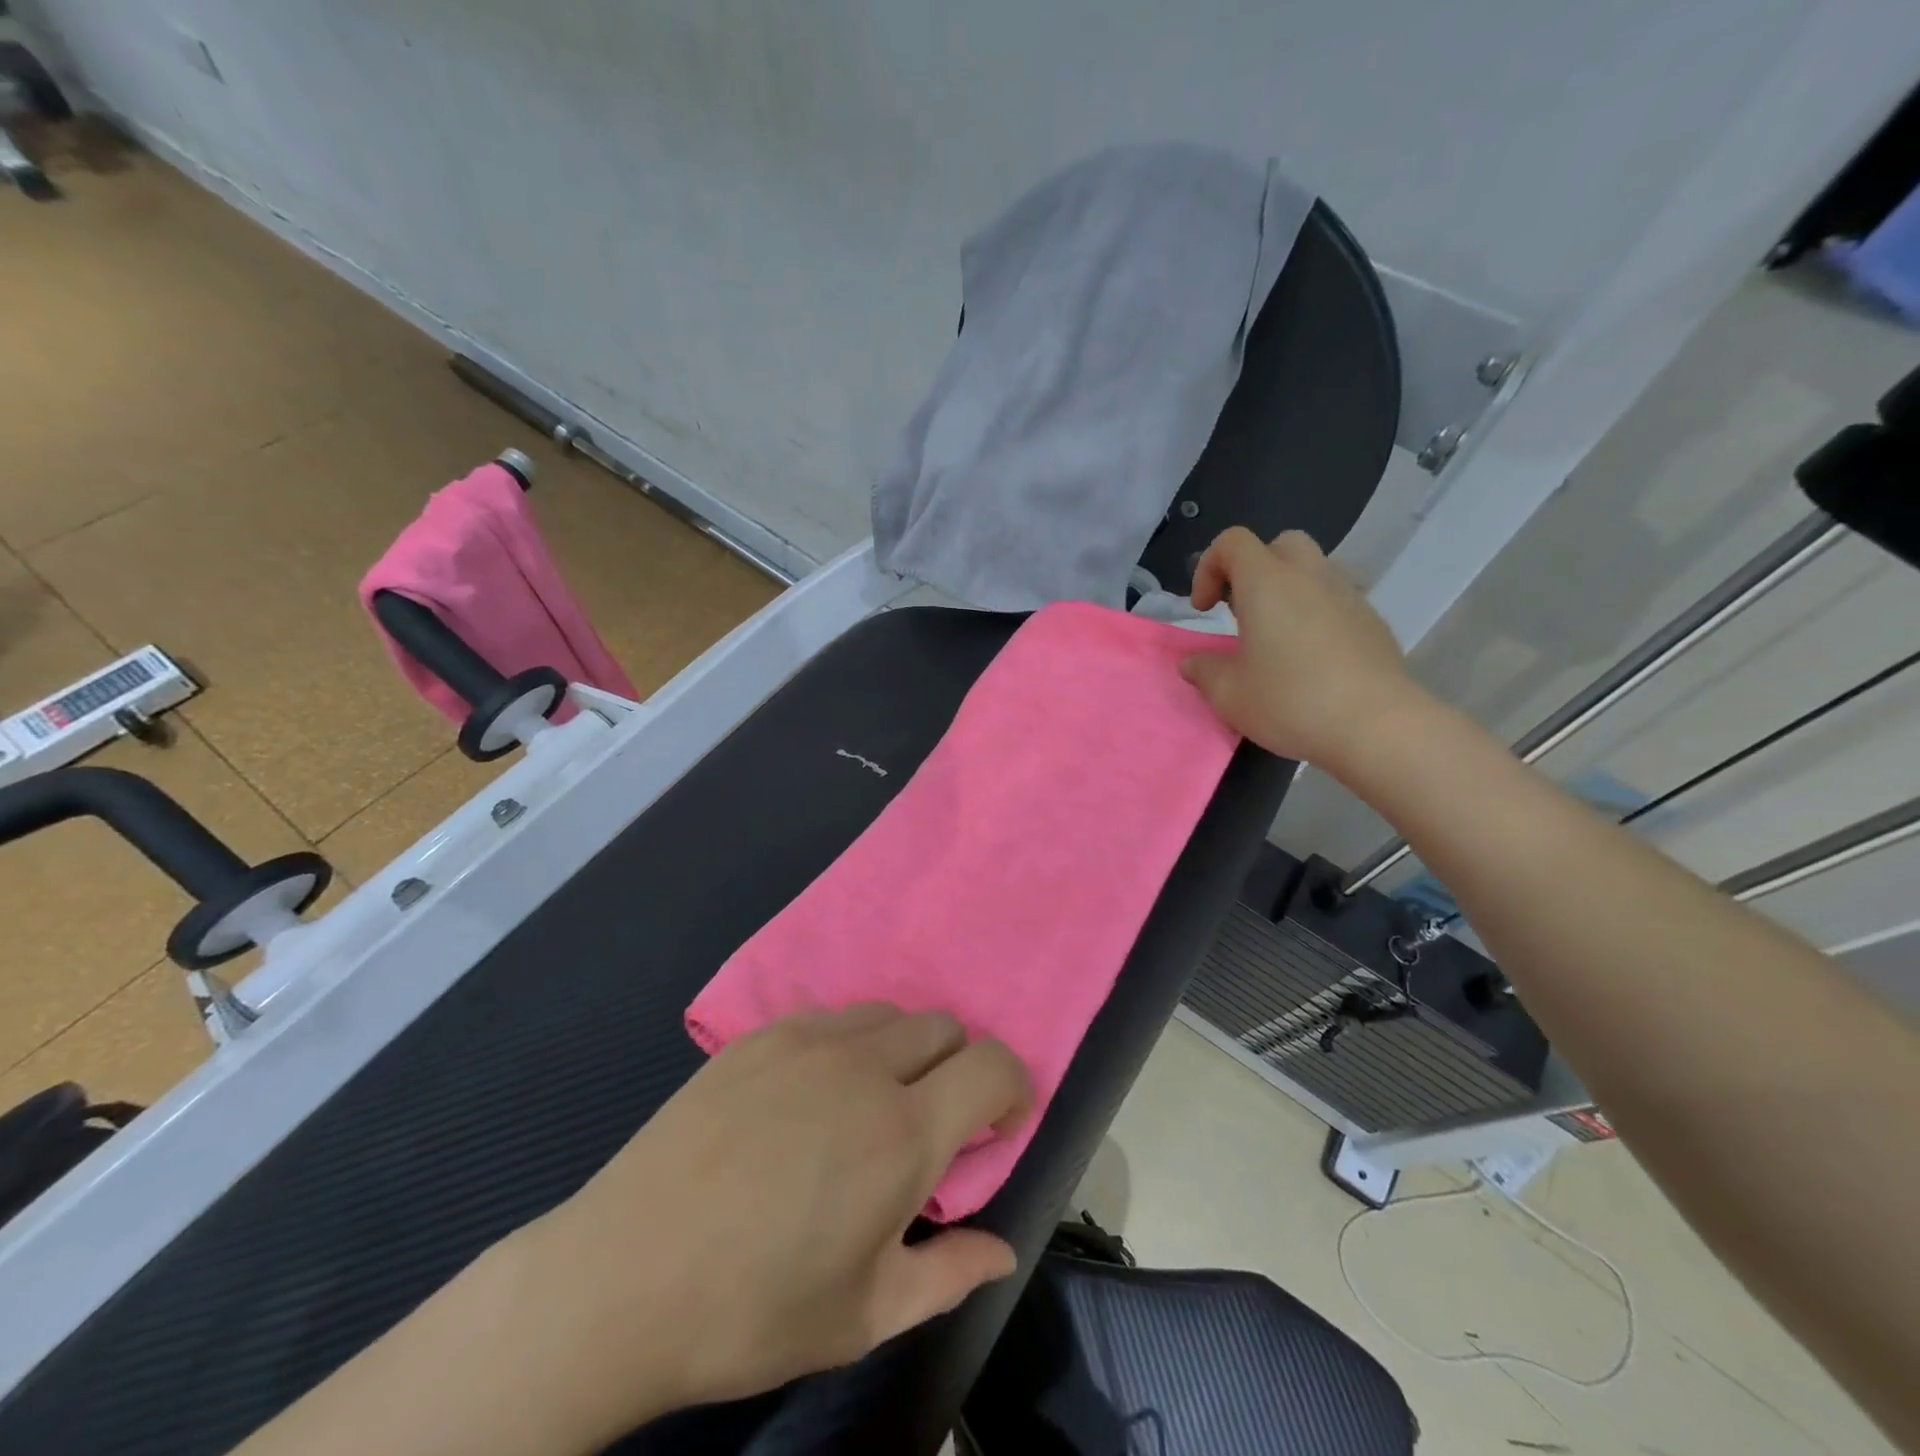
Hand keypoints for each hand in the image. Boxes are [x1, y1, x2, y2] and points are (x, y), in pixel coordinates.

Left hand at [517, 1005, 1033, 1431]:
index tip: (995, 1127)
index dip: (1012, 1088)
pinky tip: (811, 1095)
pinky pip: (832, 1016)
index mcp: (903, 1133)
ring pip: (890, 1014)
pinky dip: (849, 1044)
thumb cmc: (753, 1311)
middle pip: (946, 1027)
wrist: (622, 1278)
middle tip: (929, 1125)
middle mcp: (865, 1066)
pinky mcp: (761, 1035)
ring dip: (904, 1051)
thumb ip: (949, 1273)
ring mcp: (808, 1041)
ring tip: (869, 1106)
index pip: (994, 1064)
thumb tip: (1002, 1250)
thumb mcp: (864, 1316)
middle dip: (957, 1069)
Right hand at [1179, 527, 1418, 769]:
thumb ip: (1204, 670)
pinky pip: (1335, 602)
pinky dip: (1315, 616)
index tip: (1204, 610)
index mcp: (1267, 584)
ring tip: (1275, 641)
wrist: (1376, 726)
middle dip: (1254, 569)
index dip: (1208, 567)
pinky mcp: (1372, 622)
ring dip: (1287, 593)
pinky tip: (1311, 661)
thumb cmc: (1291, 702)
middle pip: (1279, 545)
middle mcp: (1310, 577)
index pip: (1233, 542)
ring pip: (1312, 572)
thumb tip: (1193, 662)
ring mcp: (1348, 596)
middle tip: (1242, 612)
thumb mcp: (1229, 694)